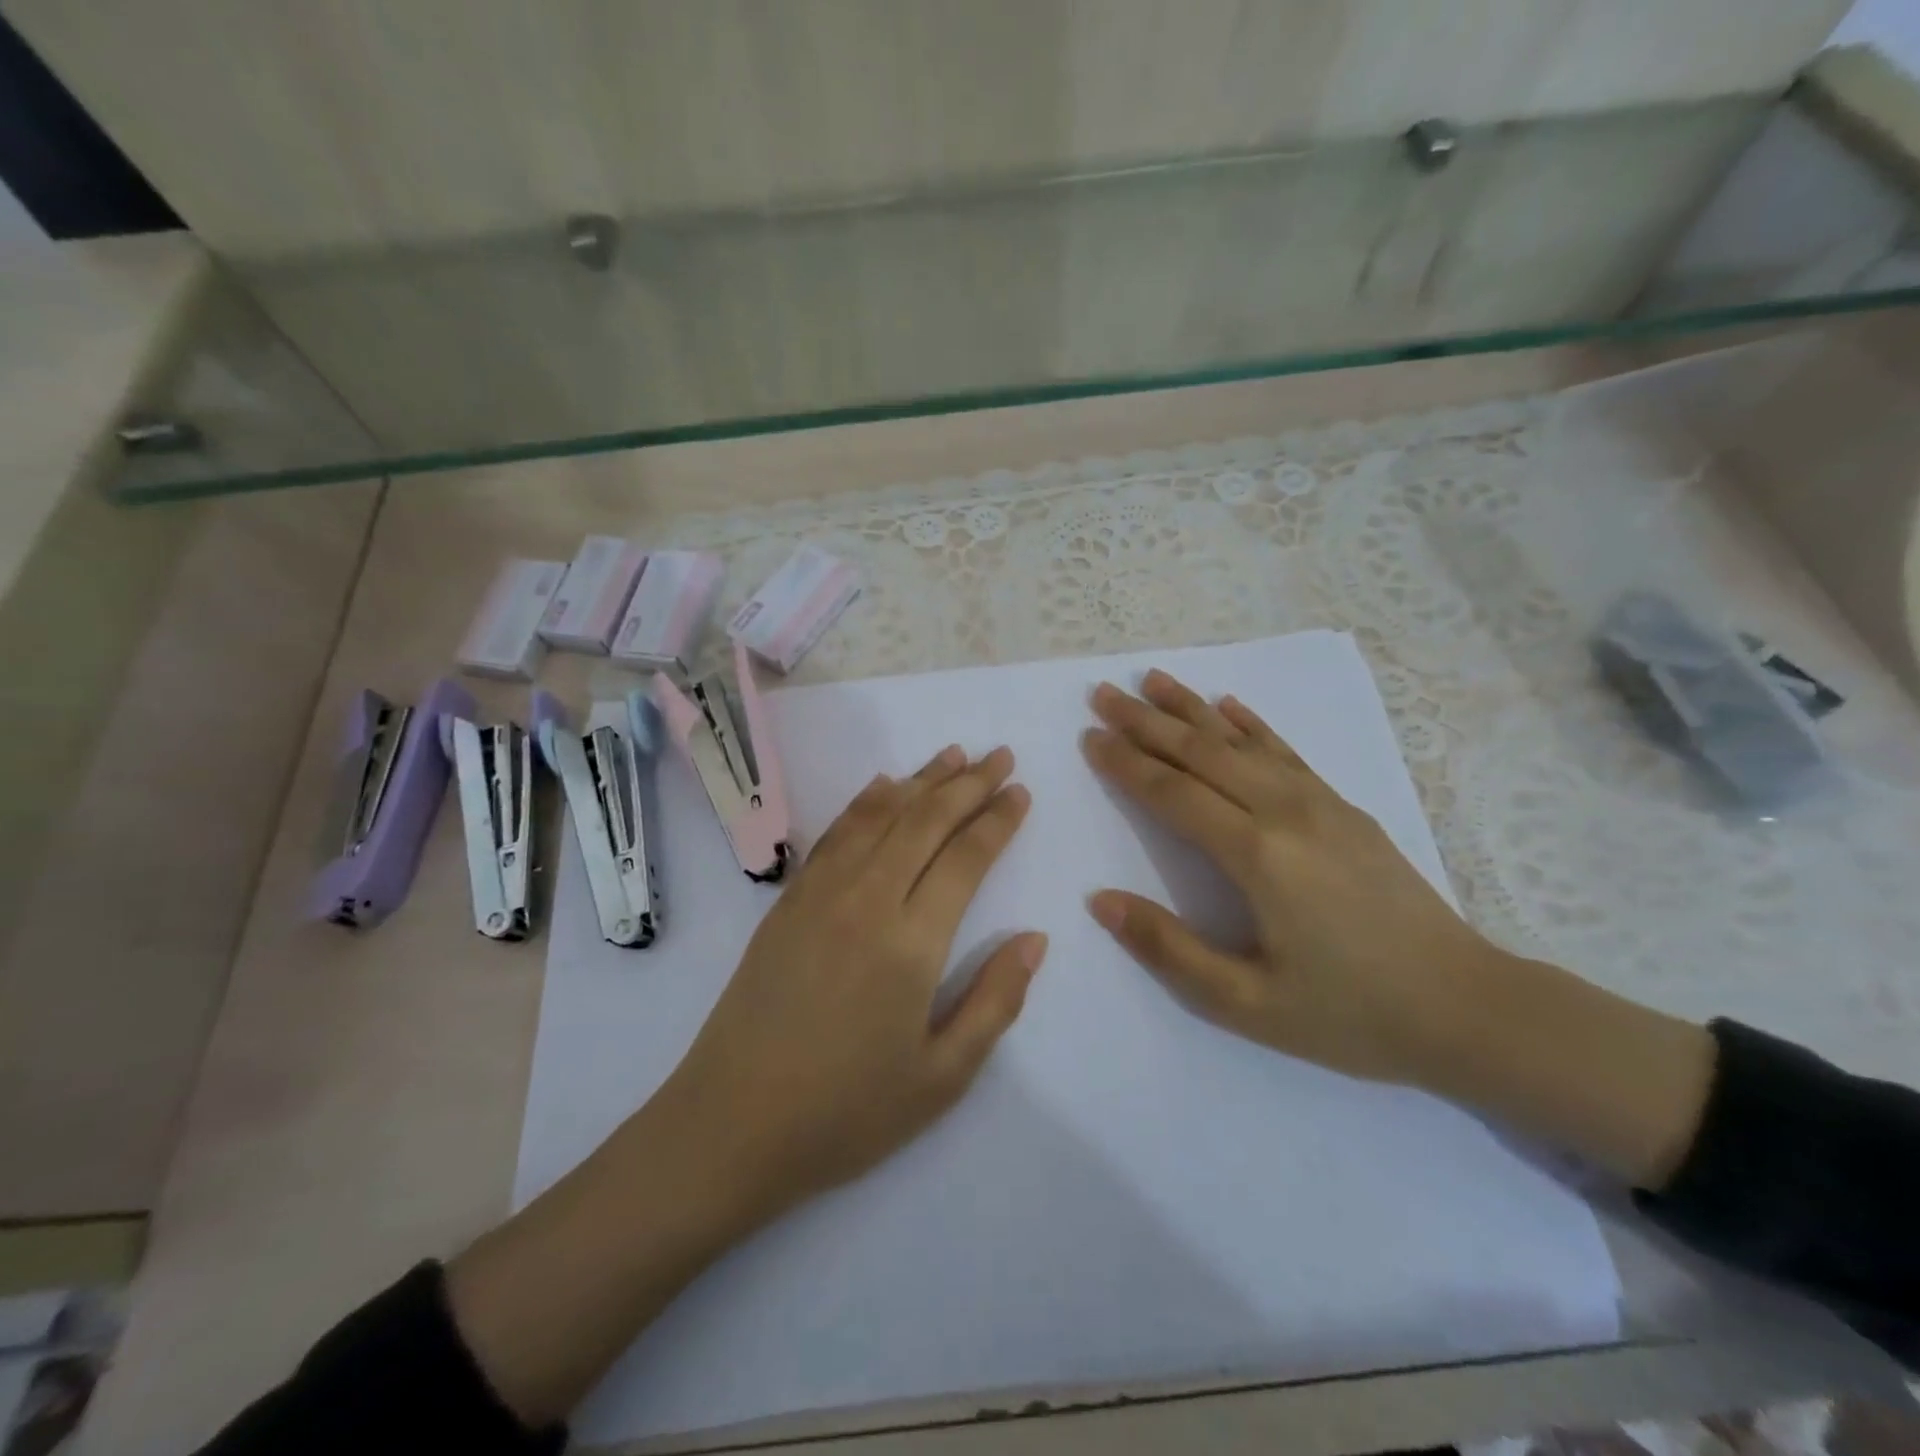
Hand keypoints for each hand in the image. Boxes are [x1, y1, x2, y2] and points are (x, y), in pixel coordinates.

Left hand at [660, 745, 1045, 1215]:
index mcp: (911, 943)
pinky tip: (884, 787)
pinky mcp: (789, 901)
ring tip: (953, 756)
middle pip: (926, 821)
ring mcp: (821, 894)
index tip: (1020, 791)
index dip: (997, 819)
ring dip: (921, 780)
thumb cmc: (846, 1112)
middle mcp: (867, 900)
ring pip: (880, 816)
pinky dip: (866, 802)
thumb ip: (995, 1002)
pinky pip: (836, 834)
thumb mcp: (942, 1077)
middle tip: (1001, 756)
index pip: (966, 858)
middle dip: (969, 784)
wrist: (730, 1125)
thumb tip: (1035, 939)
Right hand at [1081, 670, 1500, 1085]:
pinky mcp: (1345, 808)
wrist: (1467, 1007)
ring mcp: (1320, 804)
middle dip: (1147, 721)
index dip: (1126, 763)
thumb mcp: (1246, 1003)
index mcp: (1257, 855)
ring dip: (1192, 709)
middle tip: (1104, 693)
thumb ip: (1169, 949)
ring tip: (1153, 680)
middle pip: (1202, 752)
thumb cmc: (1350, 1012)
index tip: (1090, 736)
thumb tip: (1101, 900)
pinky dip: (1252, 724)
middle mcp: (1285, 812)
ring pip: (1242, 741)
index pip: (1173, 793)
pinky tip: (1231, 705)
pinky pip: (1286, 752)